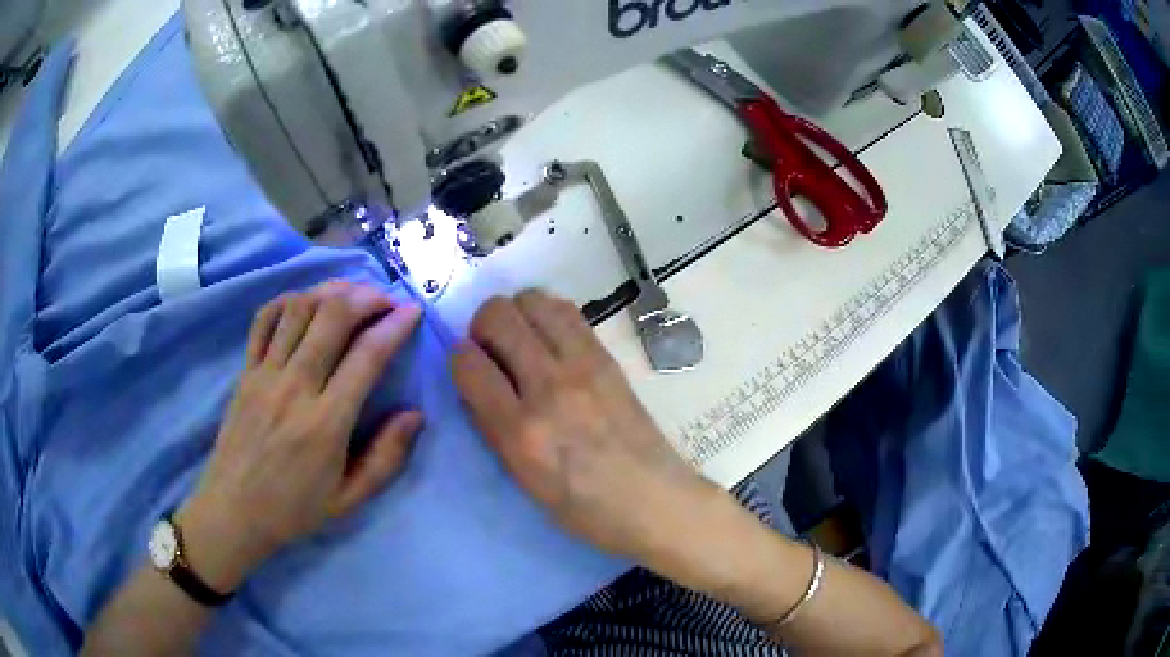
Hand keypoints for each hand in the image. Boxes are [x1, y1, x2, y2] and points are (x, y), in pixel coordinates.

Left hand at [179, 281, 423, 591]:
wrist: (234, 512)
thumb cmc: (294, 509)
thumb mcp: (349, 499)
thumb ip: (386, 458)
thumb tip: (415, 414)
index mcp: (326, 424)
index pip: (366, 357)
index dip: (394, 326)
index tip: (412, 311)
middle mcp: (294, 388)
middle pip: (332, 317)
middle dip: (366, 296)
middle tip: (385, 299)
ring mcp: (264, 374)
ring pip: (299, 309)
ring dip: (330, 291)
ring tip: (351, 294)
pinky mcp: (245, 371)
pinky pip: (264, 320)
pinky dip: (288, 300)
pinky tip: (305, 302)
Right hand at [450, 290, 723, 570]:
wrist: (655, 500)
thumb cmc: (585, 509)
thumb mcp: (524, 481)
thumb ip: (493, 428)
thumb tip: (474, 382)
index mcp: (522, 433)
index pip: (468, 363)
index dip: (458, 358)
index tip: (467, 368)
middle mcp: (549, 388)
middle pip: (498, 315)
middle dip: (481, 325)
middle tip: (491, 350)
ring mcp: (584, 366)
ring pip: (533, 300)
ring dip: (516, 312)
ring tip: (521, 341)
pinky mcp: (608, 357)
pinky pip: (567, 311)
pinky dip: (547, 315)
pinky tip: (549, 341)